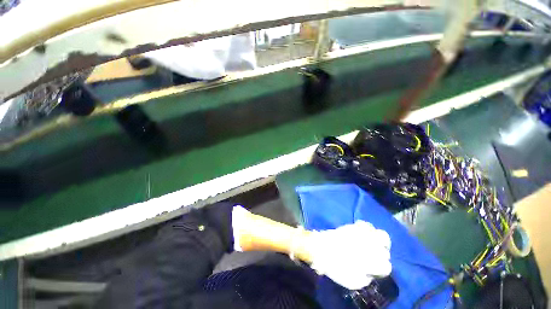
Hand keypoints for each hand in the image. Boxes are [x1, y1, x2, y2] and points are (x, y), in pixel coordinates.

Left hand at [304, 220, 391, 289]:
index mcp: (370, 261)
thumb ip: (367, 278)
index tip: (373, 269)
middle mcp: (370, 246)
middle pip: (385, 251)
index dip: (380, 269)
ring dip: (379, 241)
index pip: (386, 266)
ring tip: (373, 244)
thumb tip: (371, 272)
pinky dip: (368, 229)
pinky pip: (367, 224)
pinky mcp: (354, 226)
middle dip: (381, 255)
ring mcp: (363, 234)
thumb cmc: (336, 267)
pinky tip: (364, 234)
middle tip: (373, 257)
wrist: (321, 248)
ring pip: (382, 235)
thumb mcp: (353, 282)